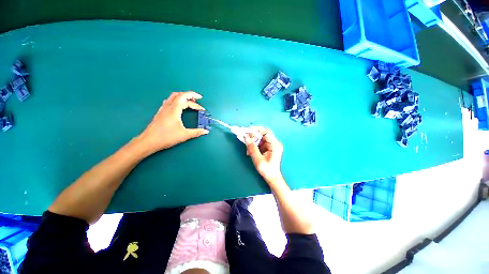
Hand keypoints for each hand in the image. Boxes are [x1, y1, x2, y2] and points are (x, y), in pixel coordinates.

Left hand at [138, 91, 208, 151]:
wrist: (149, 141)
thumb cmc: (167, 137)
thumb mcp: (184, 135)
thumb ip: (197, 132)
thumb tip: (206, 131)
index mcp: (174, 109)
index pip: (185, 98)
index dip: (194, 99)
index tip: (202, 103)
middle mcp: (168, 106)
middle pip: (179, 95)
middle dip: (189, 96)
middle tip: (197, 101)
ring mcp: (163, 109)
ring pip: (173, 97)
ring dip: (182, 97)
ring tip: (189, 102)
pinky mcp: (160, 112)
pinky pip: (169, 101)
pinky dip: (177, 101)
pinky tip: (179, 107)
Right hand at [244, 127, 283, 183]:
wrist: (272, 177)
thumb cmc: (267, 170)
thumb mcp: (258, 159)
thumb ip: (252, 147)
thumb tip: (246, 137)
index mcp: (275, 145)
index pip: (266, 132)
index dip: (257, 129)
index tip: (247, 130)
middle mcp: (274, 143)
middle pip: (263, 134)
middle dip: (253, 136)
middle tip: (245, 138)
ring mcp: (272, 145)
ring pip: (260, 139)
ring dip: (253, 142)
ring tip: (248, 150)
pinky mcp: (269, 148)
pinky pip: (260, 143)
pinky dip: (254, 146)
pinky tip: (250, 151)